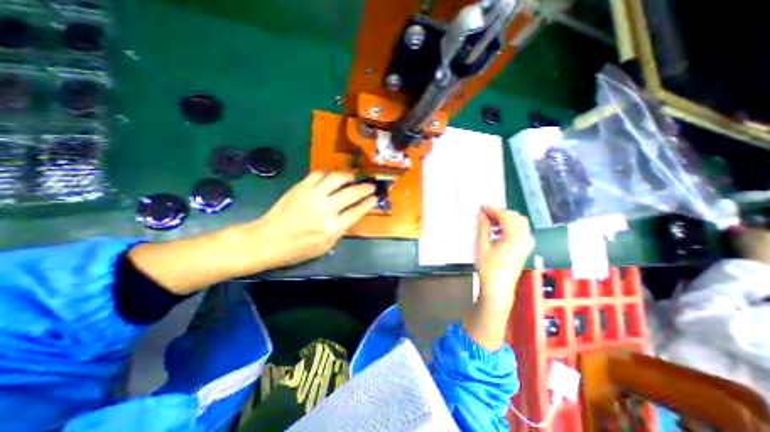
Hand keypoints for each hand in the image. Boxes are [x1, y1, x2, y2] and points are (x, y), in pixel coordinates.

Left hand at [239, 171, 373, 271]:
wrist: (268, 240)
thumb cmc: (298, 249)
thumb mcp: (325, 246)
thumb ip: (340, 230)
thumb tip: (351, 215)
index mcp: (333, 228)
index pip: (357, 211)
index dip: (369, 203)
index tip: (375, 197)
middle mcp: (326, 209)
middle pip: (351, 193)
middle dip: (365, 188)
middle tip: (371, 185)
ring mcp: (313, 196)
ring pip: (336, 179)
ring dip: (349, 176)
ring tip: (354, 176)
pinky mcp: (301, 187)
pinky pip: (318, 174)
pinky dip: (329, 172)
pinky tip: (333, 175)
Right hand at [473, 205, 532, 305]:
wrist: (498, 288)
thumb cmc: (488, 268)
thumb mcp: (482, 246)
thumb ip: (483, 227)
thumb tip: (481, 213)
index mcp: (515, 238)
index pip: (506, 216)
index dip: (493, 210)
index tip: (481, 207)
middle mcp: (525, 238)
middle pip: (516, 217)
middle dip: (500, 213)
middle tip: (485, 214)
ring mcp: (527, 244)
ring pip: (519, 223)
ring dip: (505, 219)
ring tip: (490, 222)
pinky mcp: (525, 248)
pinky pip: (520, 230)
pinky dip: (509, 226)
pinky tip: (497, 231)